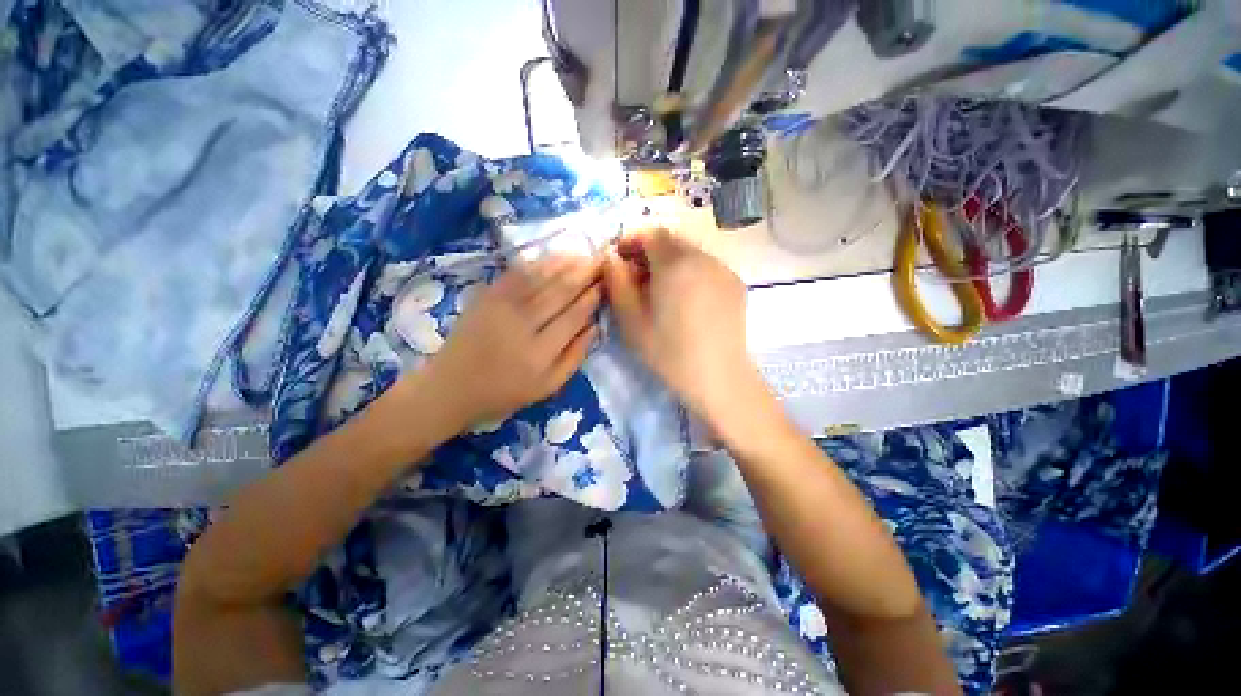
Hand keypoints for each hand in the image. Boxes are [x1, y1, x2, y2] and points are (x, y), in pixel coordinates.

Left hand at [426, 255, 601, 429]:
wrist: (451, 386)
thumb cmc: (504, 391)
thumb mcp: (547, 387)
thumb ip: (574, 357)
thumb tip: (596, 326)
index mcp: (540, 353)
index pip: (574, 316)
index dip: (593, 297)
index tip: (607, 283)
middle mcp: (522, 326)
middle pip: (560, 292)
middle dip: (585, 274)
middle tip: (603, 260)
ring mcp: (501, 307)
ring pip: (541, 278)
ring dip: (566, 263)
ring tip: (586, 254)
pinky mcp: (487, 296)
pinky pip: (517, 274)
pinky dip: (539, 263)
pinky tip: (555, 256)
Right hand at [602, 228, 760, 425]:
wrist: (719, 377)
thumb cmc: (670, 352)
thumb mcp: (631, 321)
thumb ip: (617, 283)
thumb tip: (611, 258)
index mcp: (675, 264)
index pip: (651, 233)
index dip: (632, 240)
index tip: (619, 258)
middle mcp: (703, 258)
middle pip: (672, 241)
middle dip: (650, 251)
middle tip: (636, 276)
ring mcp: (723, 269)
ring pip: (690, 253)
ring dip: (670, 262)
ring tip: (660, 289)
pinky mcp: (735, 284)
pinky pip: (707, 266)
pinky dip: (690, 272)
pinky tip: (685, 299)